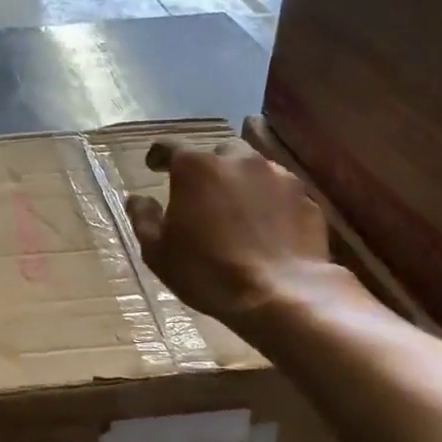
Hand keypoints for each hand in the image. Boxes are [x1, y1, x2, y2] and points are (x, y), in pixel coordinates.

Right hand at [123, 139, 335, 327]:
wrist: (279, 295)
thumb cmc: (207, 272)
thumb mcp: (158, 252)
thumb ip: (144, 218)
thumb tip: (137, 199)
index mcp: (195, 168)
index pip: (169, 147)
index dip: (158, 156)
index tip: (153, 166)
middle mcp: (237, 160)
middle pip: (216, 153)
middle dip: (206, 167)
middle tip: (199, 192)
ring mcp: (277, 176)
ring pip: (252, 168)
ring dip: (239, 181)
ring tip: (235, 208)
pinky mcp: (305, 198)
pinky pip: (279, 192)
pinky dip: (268, 202)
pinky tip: (265, 226)